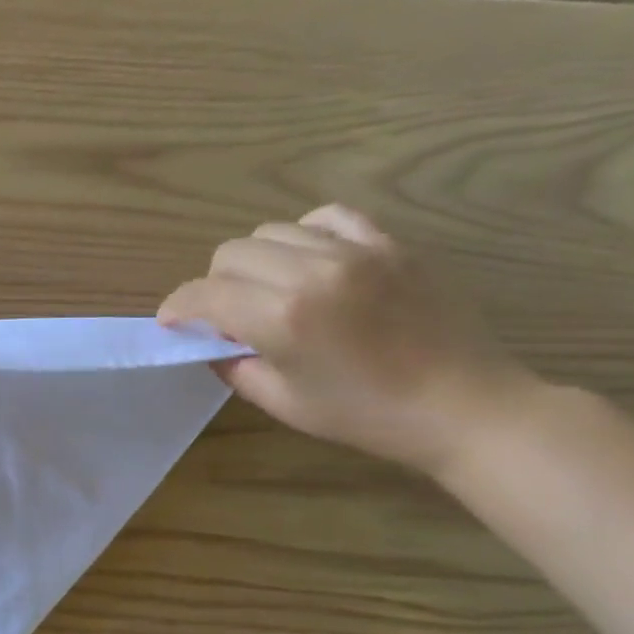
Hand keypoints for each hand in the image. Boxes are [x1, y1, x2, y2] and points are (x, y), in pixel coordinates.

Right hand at [158, 205, 537, 476]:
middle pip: (231, 253)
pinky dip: (303, 235)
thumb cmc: (365, 415)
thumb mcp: (282, 402)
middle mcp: (311, 272)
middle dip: (212, 284)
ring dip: (254, 260)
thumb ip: (235, 365)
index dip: (176, 307)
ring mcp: (356, 251)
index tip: (171, 322)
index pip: (204, 294)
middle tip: (223, 315)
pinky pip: (327, 217)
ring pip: (272, 231)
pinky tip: (308, 261)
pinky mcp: (390, 244)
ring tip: (267, 288)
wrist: (463, 405)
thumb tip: (211, 341)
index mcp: (281, 318)